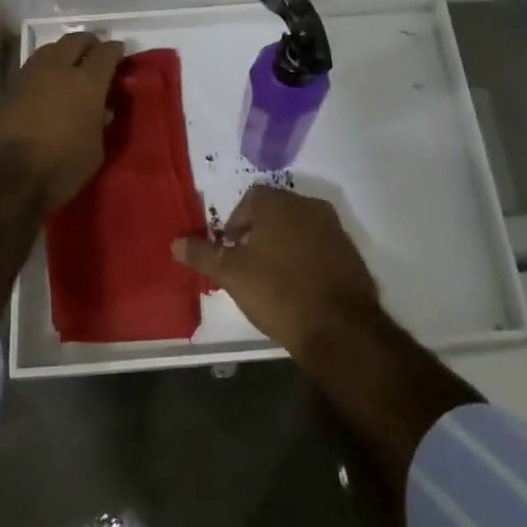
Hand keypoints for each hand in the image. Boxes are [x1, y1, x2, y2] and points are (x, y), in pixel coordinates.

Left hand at [0, 31, 125, 209]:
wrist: (3, 176)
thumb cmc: (59, 167)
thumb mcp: (94, 152)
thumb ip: (99, 125)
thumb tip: (101, 112)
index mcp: (87, 83)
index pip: (106, 53)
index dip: (115, 50)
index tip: (119, 52)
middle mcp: (57, 70)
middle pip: (75, 40)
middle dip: (88, 42)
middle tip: (94, 51)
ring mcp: (28, 76)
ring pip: (49, 50)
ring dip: (61, 53)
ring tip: (67, 66)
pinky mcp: (6, 90)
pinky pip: (29, 70)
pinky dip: (41, 73)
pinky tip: (43, 88)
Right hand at [173, 186, 380, 352]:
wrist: (340, 328)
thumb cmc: (278, 292)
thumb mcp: (232, 275)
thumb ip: (203, 255)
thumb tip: (175, 242)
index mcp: (279, 203)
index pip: (251, 198)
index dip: (236, 222)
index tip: (230, 249)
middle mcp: (308, 206)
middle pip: (276, 210)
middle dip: (259, 232)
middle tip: (248, 263)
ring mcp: (334, 228)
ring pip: (299, 227)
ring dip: (283, 243)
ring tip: (272, 277)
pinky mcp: (350, 252)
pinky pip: (320, 245)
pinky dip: (306, 257)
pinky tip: (299, 286)